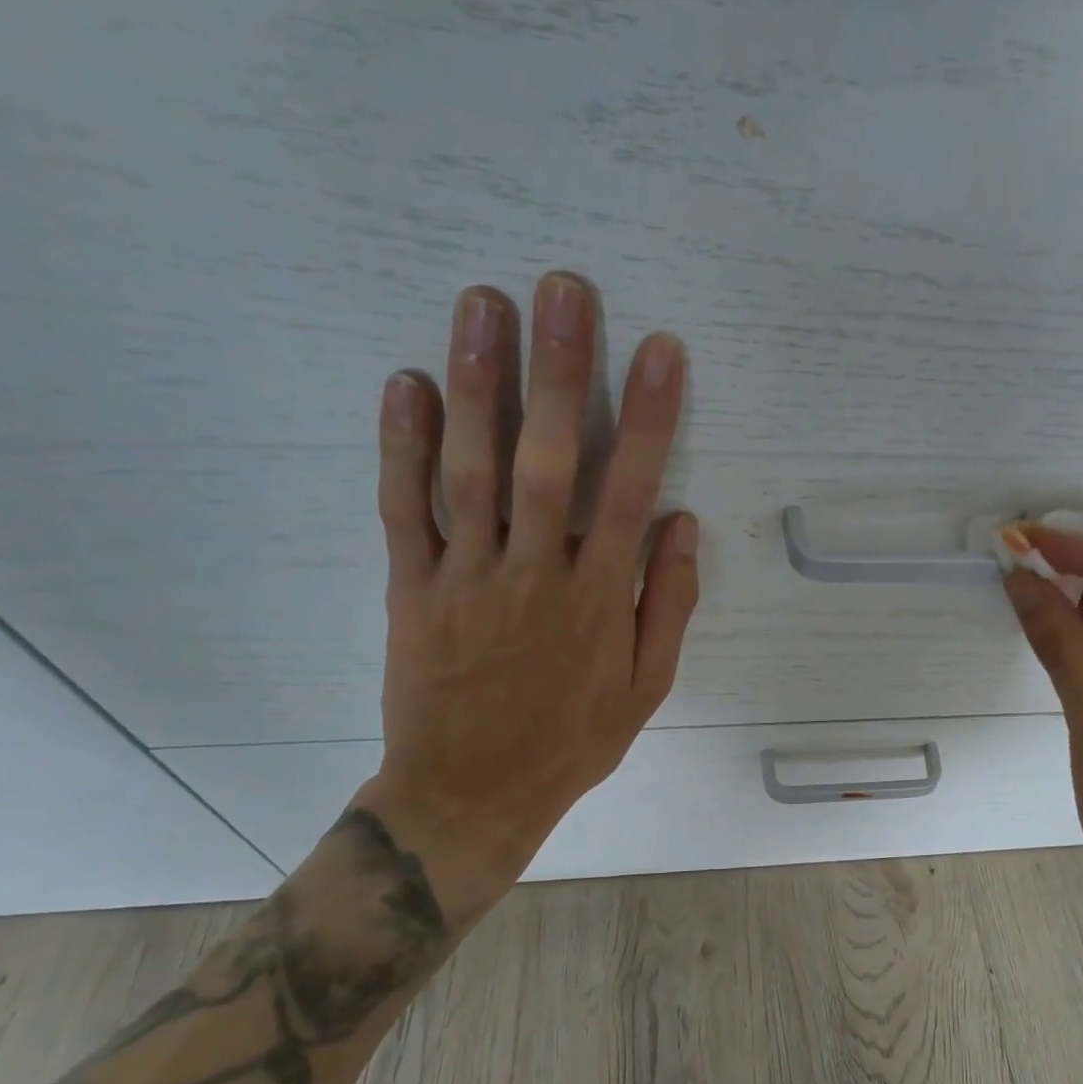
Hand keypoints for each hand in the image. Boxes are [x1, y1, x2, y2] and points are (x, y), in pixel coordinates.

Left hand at [354, 275, 698, 913]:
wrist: (470, 794)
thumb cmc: (571, 741)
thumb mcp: (646, 688)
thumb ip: (668, 604)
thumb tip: (680, 524)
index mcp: (599, 599)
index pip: (629, 492)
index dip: (648, 418)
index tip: (660, 351)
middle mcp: (535, 574)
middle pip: (547, 461)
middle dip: (559, 371)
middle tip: (562, 289)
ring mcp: (466, 577)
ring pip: (471, 470)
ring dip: (479, 385)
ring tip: (483, 304)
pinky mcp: (411, 589)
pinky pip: (404, 511)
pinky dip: (402, 447)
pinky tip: (407, 384)